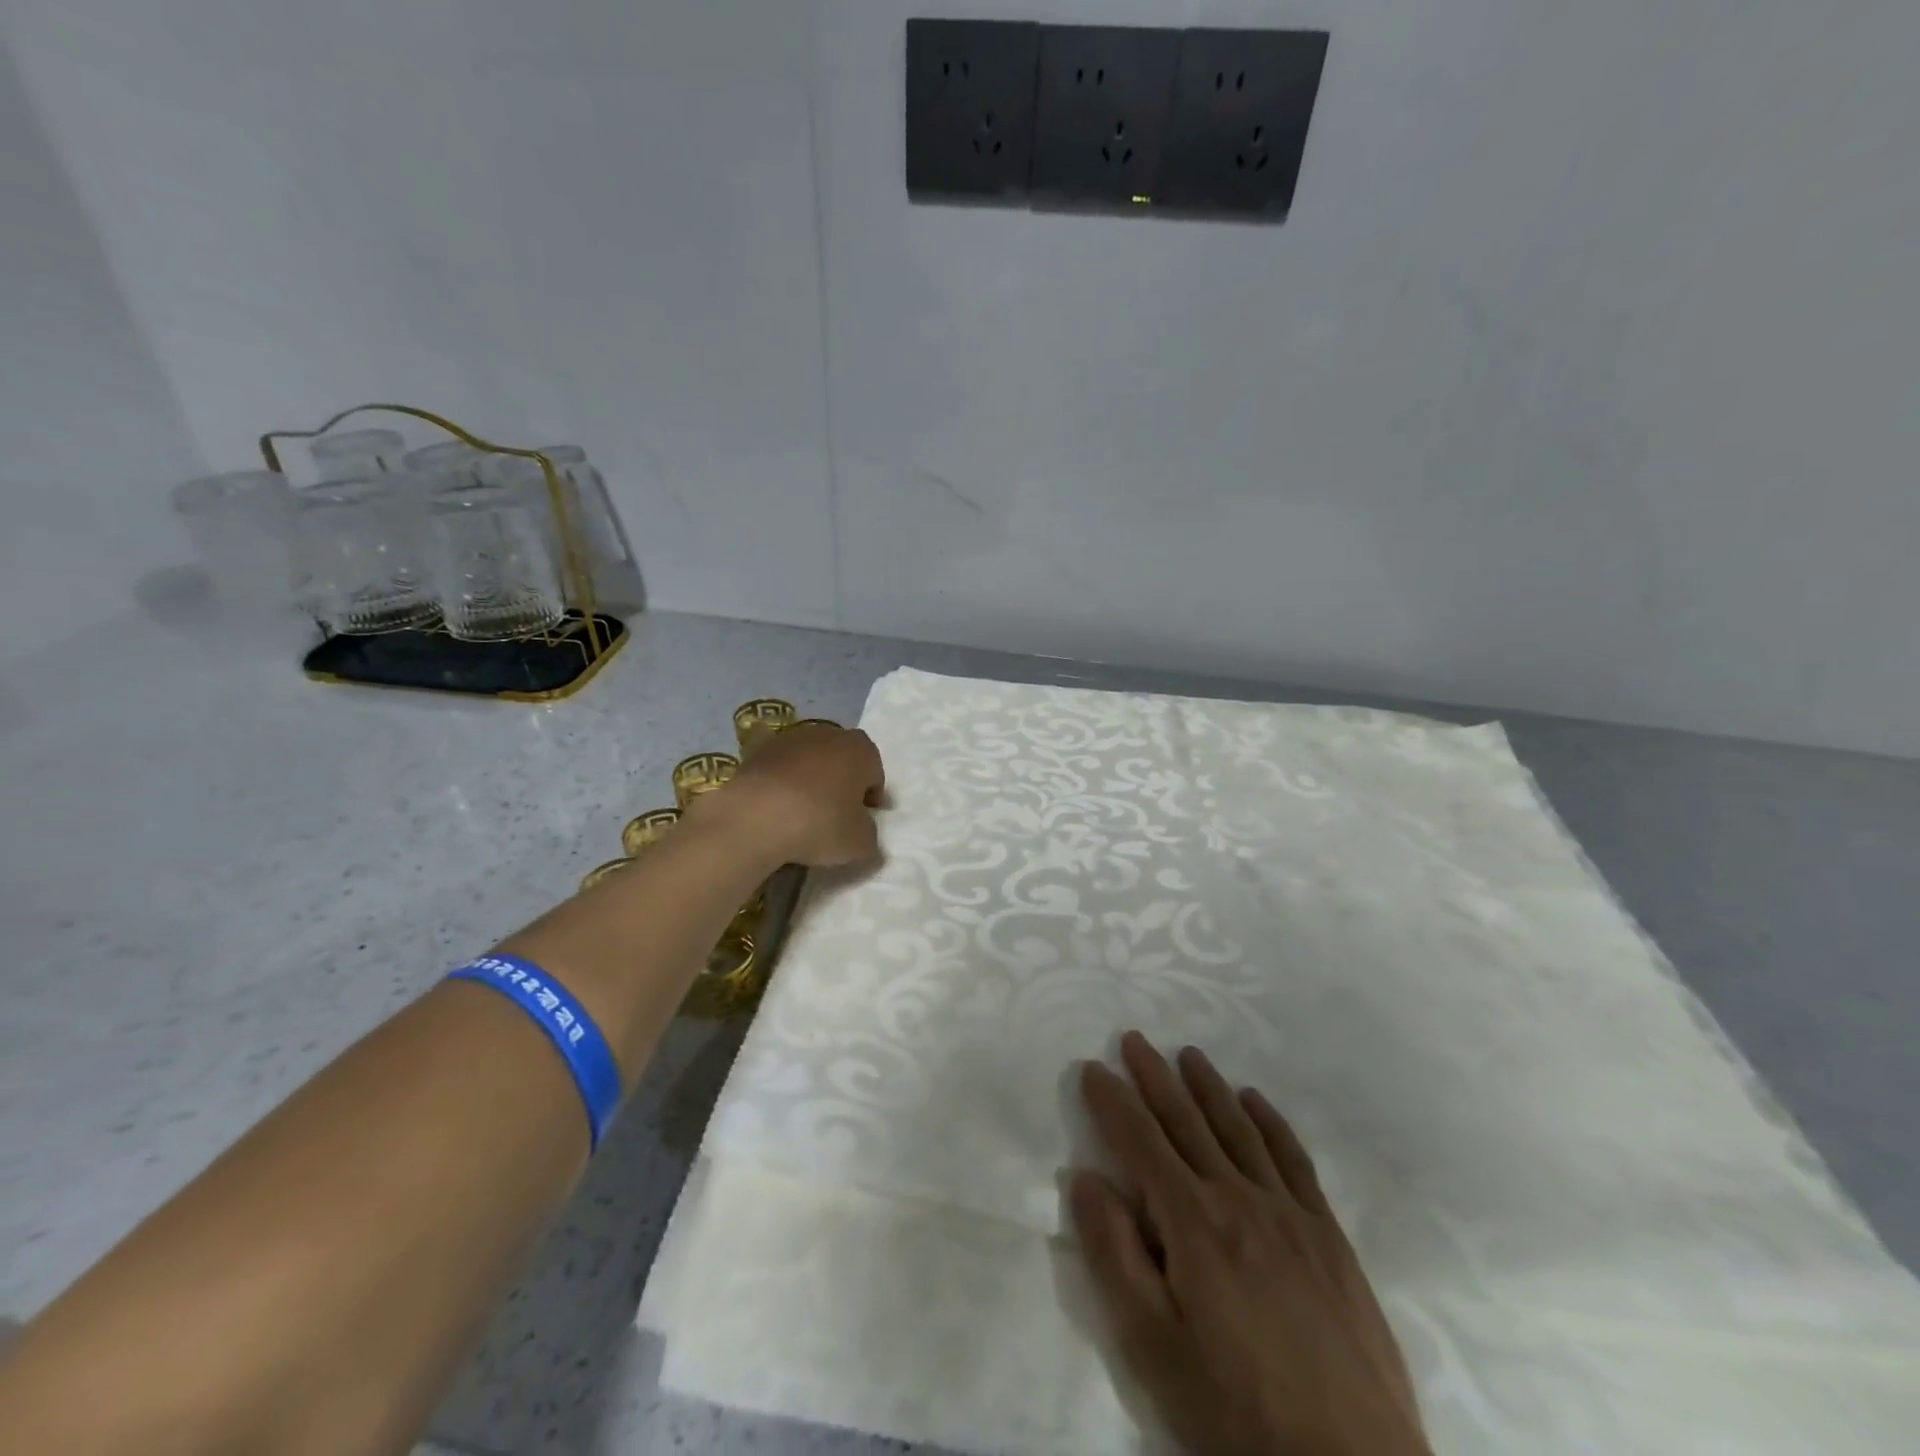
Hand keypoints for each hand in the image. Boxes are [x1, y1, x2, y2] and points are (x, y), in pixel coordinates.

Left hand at [688, 722, 885, 868]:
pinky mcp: (758, 750)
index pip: (875, 775)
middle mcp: (829, 733)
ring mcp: (790, 738)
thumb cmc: (820, 823)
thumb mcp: (860, 842)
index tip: (861, 823)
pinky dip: (782, 785)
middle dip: (842, 786)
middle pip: (842, 762)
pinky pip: (780, 769)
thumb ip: (870, 836)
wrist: (755, 817)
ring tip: (802, 815)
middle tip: (835, 818)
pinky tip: (776, 810)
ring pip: (810, 762)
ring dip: (811, 783)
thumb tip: (864, 833)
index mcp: (861, 749)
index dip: (870, 801)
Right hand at [1074, 1034, 1428, 1455]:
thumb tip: (1085, 1177)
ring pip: (1238, 1127)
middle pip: (1186, 1120)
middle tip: (1134, 1039)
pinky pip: (1292, 1157)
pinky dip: (1269, 1121)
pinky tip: (1254, 1100)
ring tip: (1188, 1053)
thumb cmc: (1237, 1410)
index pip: (1140, 1140)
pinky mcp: (1327, 1233)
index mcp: (1192, 1222)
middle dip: (1154, 1076)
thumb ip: (1115, 1256)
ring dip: (1208, 1085)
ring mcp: (1288, 1211)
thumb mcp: (1154, 1347)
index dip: (1112, 1100)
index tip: (1092, 1068)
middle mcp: (1237, 1197)